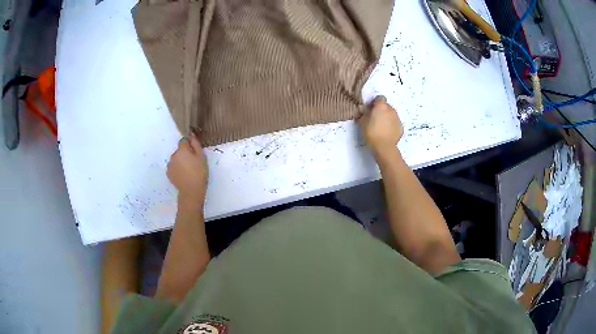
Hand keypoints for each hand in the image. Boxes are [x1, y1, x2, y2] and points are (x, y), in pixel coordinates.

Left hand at [167, 133, 207, 202]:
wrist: (191, 190)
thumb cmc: (199, 173)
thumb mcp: (201, 157)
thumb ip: (195, 144)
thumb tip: (191, 134)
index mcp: (181, 150)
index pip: (183, 140)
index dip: (189, 145)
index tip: (194, 152)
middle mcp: (173, 155)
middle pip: (179, 150)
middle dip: (185, 154)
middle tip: (193, 163)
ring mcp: (169, 165)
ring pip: (176, 159)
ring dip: (180, 161)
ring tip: (188, 170)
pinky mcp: (168, 173)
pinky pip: (173, 166)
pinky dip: (177, 168)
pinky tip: (183, 175)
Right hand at [358, 96, 403, 156]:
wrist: (384, 147)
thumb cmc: (371, 132)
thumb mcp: (362, 122)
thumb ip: (363, 113)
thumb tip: (362, 108)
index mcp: (381, 106)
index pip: (380, 98)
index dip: (375, 102)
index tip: (371, 108)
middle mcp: (391, 109)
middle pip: (386, 106)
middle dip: (382, 110)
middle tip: (375, 118)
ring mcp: (397, 118)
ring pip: (391, 114)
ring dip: (387, 117)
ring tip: (381, 126)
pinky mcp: (401, 126)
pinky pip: (395, 122)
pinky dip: (392, 125)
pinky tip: (386, 132)